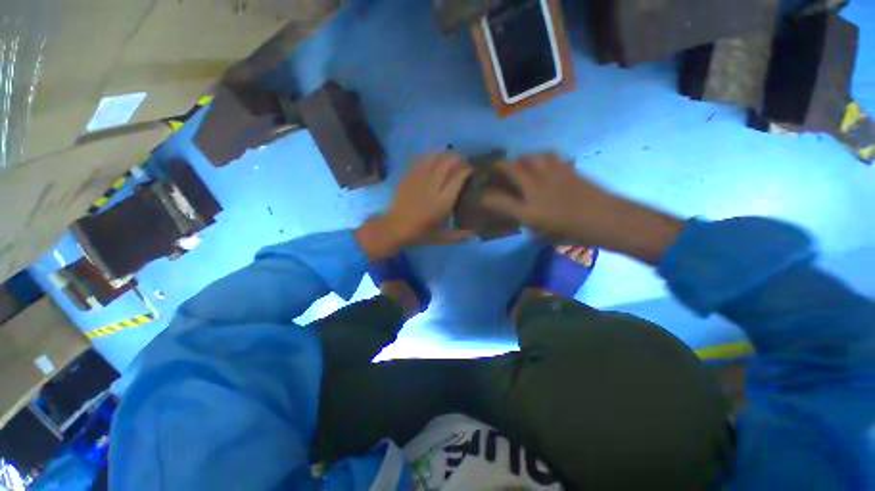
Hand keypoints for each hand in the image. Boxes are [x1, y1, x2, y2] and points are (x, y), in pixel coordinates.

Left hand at [357, 154, 473, 260]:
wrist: (395, 228)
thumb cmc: (421, 234)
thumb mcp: (443, 238)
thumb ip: (460, 235)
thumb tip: (475, 234)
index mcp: (443, 201)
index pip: (459, 177)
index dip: (468, 170)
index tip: (472, 170)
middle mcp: (432, 186)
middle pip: (447, 162)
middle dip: (458, 158)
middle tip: (461, 163)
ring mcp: (418, 179)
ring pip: (433, 157)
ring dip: (444, 154)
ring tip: (448, 158)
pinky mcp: (408, 176)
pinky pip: (420, 159)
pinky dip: (429, 156)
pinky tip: (433, 158)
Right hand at [482, 153, 683, 264]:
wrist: (608, 220)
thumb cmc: (575, 233)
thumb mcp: (545, 235)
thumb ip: (529, 224)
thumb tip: (523, 216)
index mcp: (529, 211)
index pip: (496, 200)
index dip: (483, 197)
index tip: (478, 196)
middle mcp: (536, 189)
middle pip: (510, 168)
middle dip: (498, 167)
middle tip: (494, 168)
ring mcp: (552, 176)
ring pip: (530, 157)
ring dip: (520, 159)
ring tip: (519, 164)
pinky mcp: (566, 168)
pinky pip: (549, 156)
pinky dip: (540, 158)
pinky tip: (541, 163)